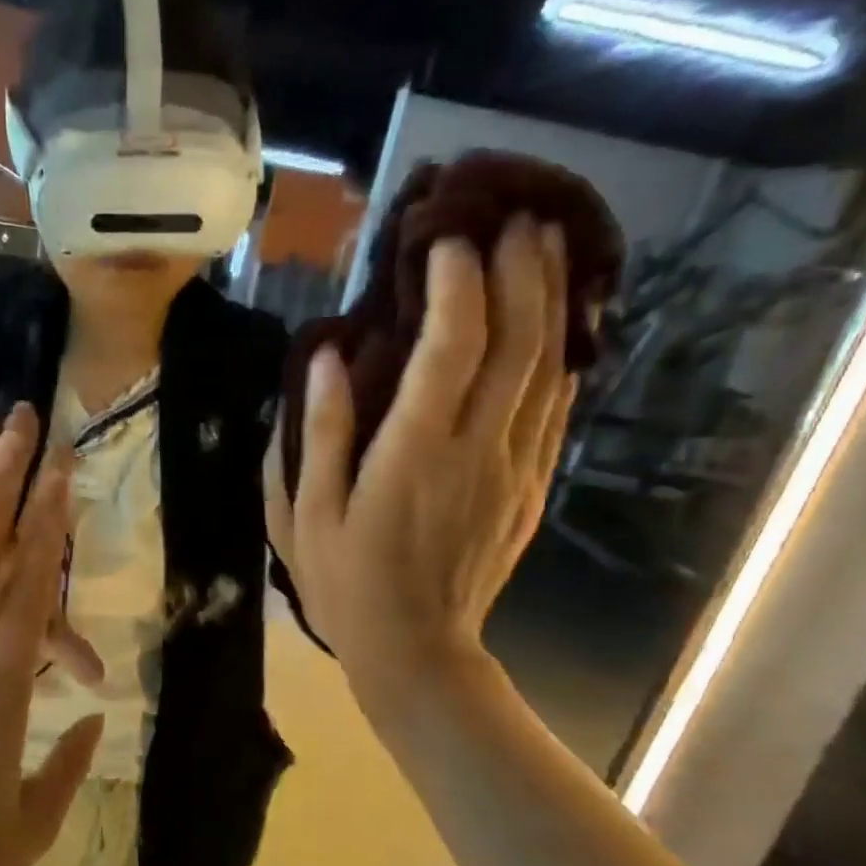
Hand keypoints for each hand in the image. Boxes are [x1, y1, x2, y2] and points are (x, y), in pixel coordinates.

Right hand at [264, 217, 574, 721]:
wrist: (416, 650)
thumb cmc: (345, 584)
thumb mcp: (304, 516)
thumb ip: (318, 435)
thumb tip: (325, 360)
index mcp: (412, 454)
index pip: (449, 349)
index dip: (456, 285)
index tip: (445, 240)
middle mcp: (475, 449)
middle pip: (517, 343)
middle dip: (522, 272)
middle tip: (518, 216)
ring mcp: (513, 467)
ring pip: (547, 369)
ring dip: (551, 302)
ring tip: (549, 246)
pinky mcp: (530, 487)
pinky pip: (554, 409)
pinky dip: (560, 356)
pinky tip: (557, 325)